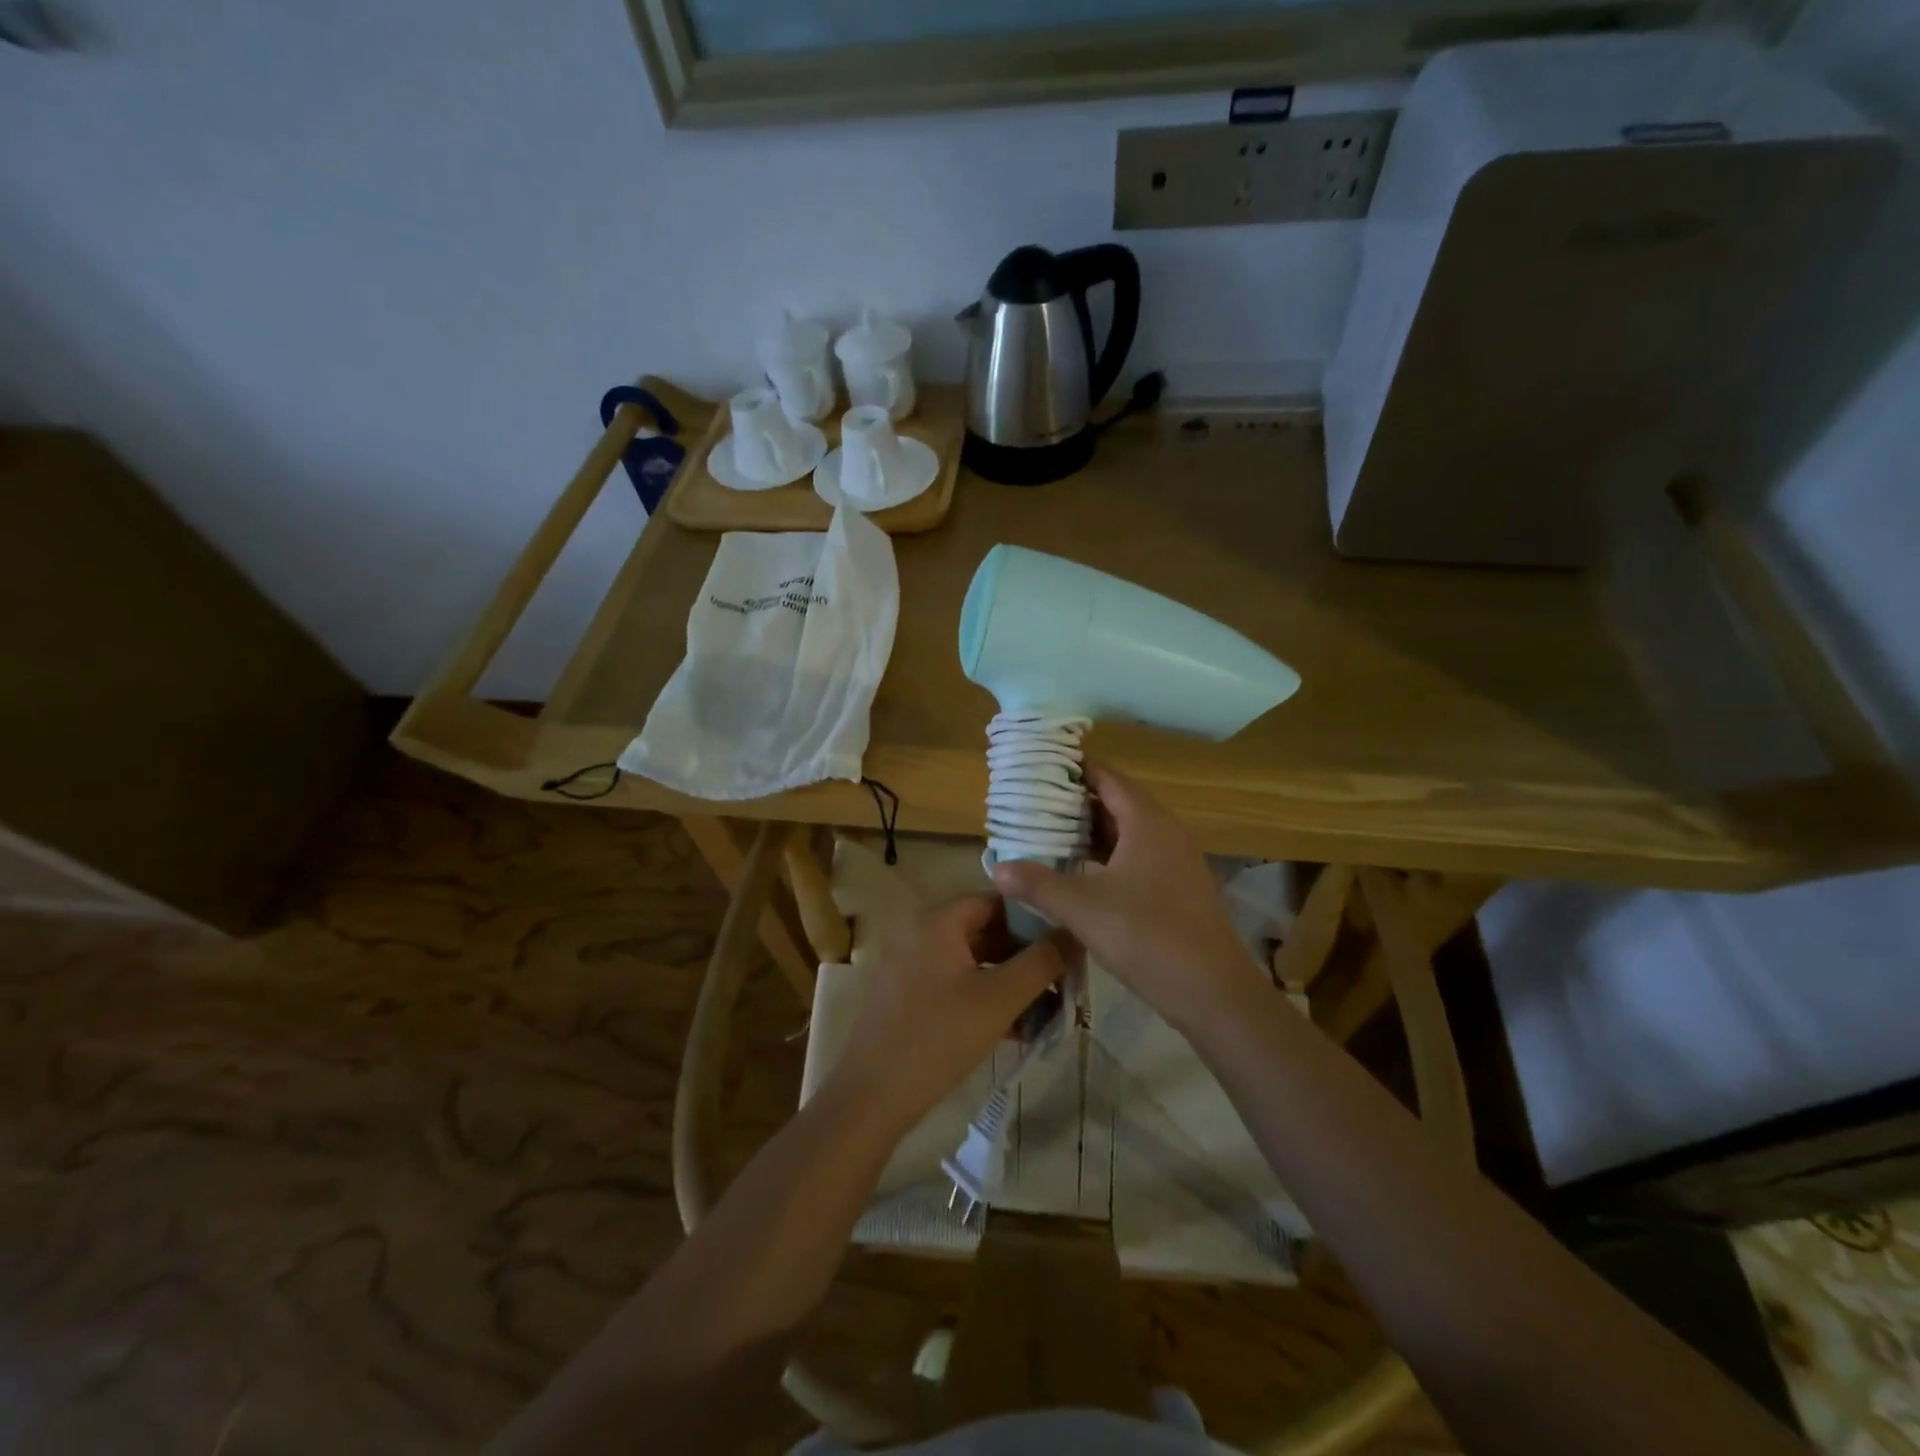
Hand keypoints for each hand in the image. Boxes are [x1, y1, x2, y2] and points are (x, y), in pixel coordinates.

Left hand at [826, 896, 1074, 1135]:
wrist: (872, 1096)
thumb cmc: (939, 1037)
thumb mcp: (1000, 998)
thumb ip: (1042, 962)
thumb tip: (1075, 933)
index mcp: (936, 919)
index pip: (997, 899)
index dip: (1035, 918)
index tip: (1067, 944)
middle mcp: (919, 930)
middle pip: (985, 929)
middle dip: (1025, 956)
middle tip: (1063, 982)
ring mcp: (909, 962)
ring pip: (973, 960)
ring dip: (1010, 981)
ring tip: (1047, 1012)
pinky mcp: (907, 992)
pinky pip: (955, 981)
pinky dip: (985, 996)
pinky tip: (1016, 1029)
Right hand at [992, 765, 1250, 1033]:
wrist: (1213, 992)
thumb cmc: (1148, 937)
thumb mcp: (1083, 909)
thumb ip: (1038, 884)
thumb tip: (997, 868)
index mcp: (1147, 821)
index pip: (1107, 776)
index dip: (1074, 768)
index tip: (1038, 768)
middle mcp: (1166, 831)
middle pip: (1117, 801)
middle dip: (1076, 801)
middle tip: (1033, 803)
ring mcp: (1176, 859)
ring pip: (1127, 831)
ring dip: (1091, 831)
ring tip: (1049, 834)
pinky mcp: (1178, 886)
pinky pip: (1138, 855)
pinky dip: (1108, 855)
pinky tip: (1082, 873)